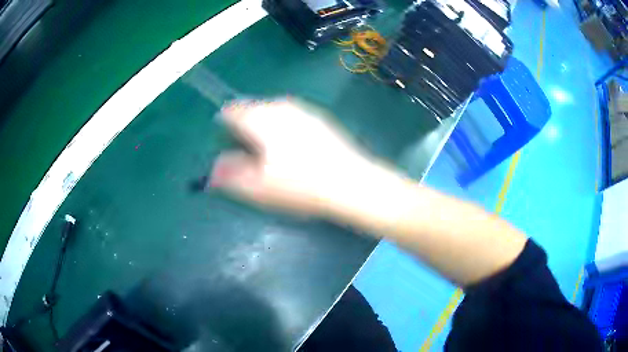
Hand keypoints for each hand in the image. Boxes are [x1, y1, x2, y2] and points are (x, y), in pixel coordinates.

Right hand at [211, 99, 373, 215]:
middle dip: (244, 122)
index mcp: (259, 119)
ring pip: (272, 109)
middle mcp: (279, 107)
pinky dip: (283, 124)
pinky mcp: (318, 117)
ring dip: (264, 122)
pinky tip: (291, 145)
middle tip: (245, 145)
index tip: (225, 138)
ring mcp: (302, 109)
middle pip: (252, 107)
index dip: (224, 123)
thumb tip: (213, 169)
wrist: (349, 182)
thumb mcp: (258, 187)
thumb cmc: (299, 185)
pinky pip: (290, 114)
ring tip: (267, 146)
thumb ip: (230, 175)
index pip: (232, 111)